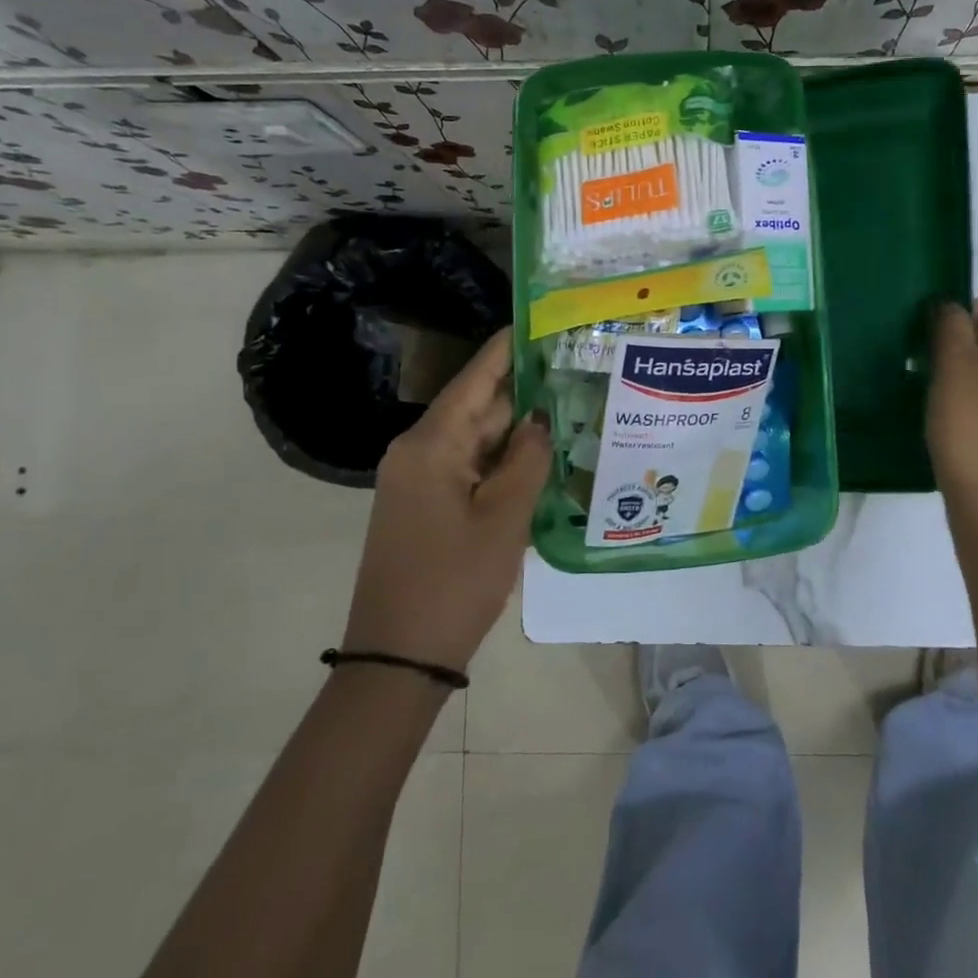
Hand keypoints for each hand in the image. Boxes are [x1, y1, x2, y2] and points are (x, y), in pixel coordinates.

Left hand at [340, 328, 550, 671]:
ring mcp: (420, 480)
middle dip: (527, 391)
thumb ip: (528, 457)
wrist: (399, 658)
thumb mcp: (504, 517)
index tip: (544, 319)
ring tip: (573, 408)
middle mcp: (419, 451)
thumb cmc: (454, 582)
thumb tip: (540, 417)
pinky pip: (470, 467)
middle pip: (479, 406)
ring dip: (519, 430)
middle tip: (579, 370)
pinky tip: (543, 458)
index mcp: (431, 444)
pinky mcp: (427, 505)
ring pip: (478, 439)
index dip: (510, 346)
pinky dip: (504, 461)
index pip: (476, 377)